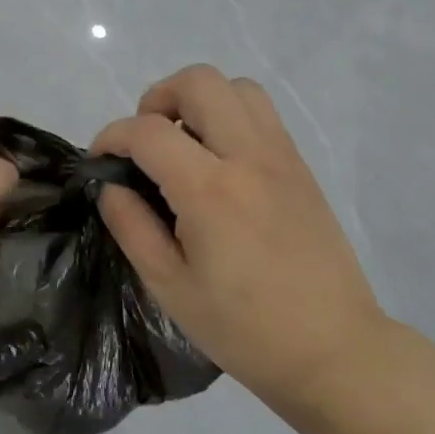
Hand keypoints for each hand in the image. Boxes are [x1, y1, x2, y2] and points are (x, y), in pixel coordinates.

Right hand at [91, 65, 384, 401]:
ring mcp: (282, 158)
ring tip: (184, 145)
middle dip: (157, 99)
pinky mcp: (301, 168)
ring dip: (199, 102)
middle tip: (145, 142)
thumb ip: (131, 226)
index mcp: (210, 190)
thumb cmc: (243, 328)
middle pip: (199, 82)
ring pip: (238, 87)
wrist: (334, 351)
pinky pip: (262, 115)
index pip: (148, 131)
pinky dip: (230, 117)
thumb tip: (112, 186)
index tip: (100, 161)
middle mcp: (249, 158)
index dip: (112, 136)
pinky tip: (218, 163)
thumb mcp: (169, 286)